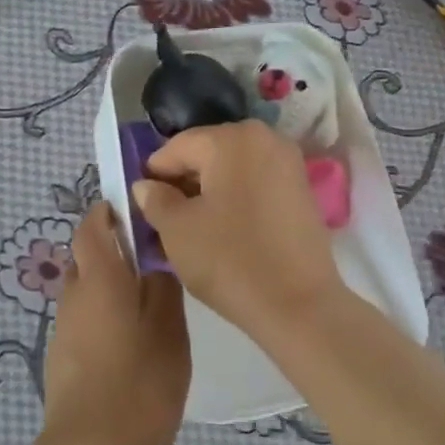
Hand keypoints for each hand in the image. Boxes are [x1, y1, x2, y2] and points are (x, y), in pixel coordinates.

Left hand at [42, 203, 190, 444]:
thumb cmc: (139, 383)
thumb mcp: (169, 331)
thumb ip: (163, 289)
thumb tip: (153, 263)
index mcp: (99, 279)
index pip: (91, 226)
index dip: (108, 211)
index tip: (135, 212)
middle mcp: (73, 296)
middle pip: (86, 258)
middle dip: (112, 251)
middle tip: (151, 263)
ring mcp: (63, 329)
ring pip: (85, 291)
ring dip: (109, 287)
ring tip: (147, 306)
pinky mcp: (61, 358)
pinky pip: (83, 320)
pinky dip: (103, 317)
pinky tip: (130, 343)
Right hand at [131, 121, 343, 341]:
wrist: (298, 305)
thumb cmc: (230, 260)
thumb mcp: (177, 230)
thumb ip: (155, 200)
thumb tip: (147, 186)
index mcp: (232, 139)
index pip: (177, 147)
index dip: (154, 175)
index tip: (141, 205)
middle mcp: (265, 139)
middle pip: (208, 154)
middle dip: (183, 182)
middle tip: (164, 219)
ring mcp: (289, 164)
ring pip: (233, 171)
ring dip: (209, 193)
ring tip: (192, 229)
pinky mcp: (302, 191)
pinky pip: (256, 185)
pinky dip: (235, 200)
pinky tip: (223, 231)